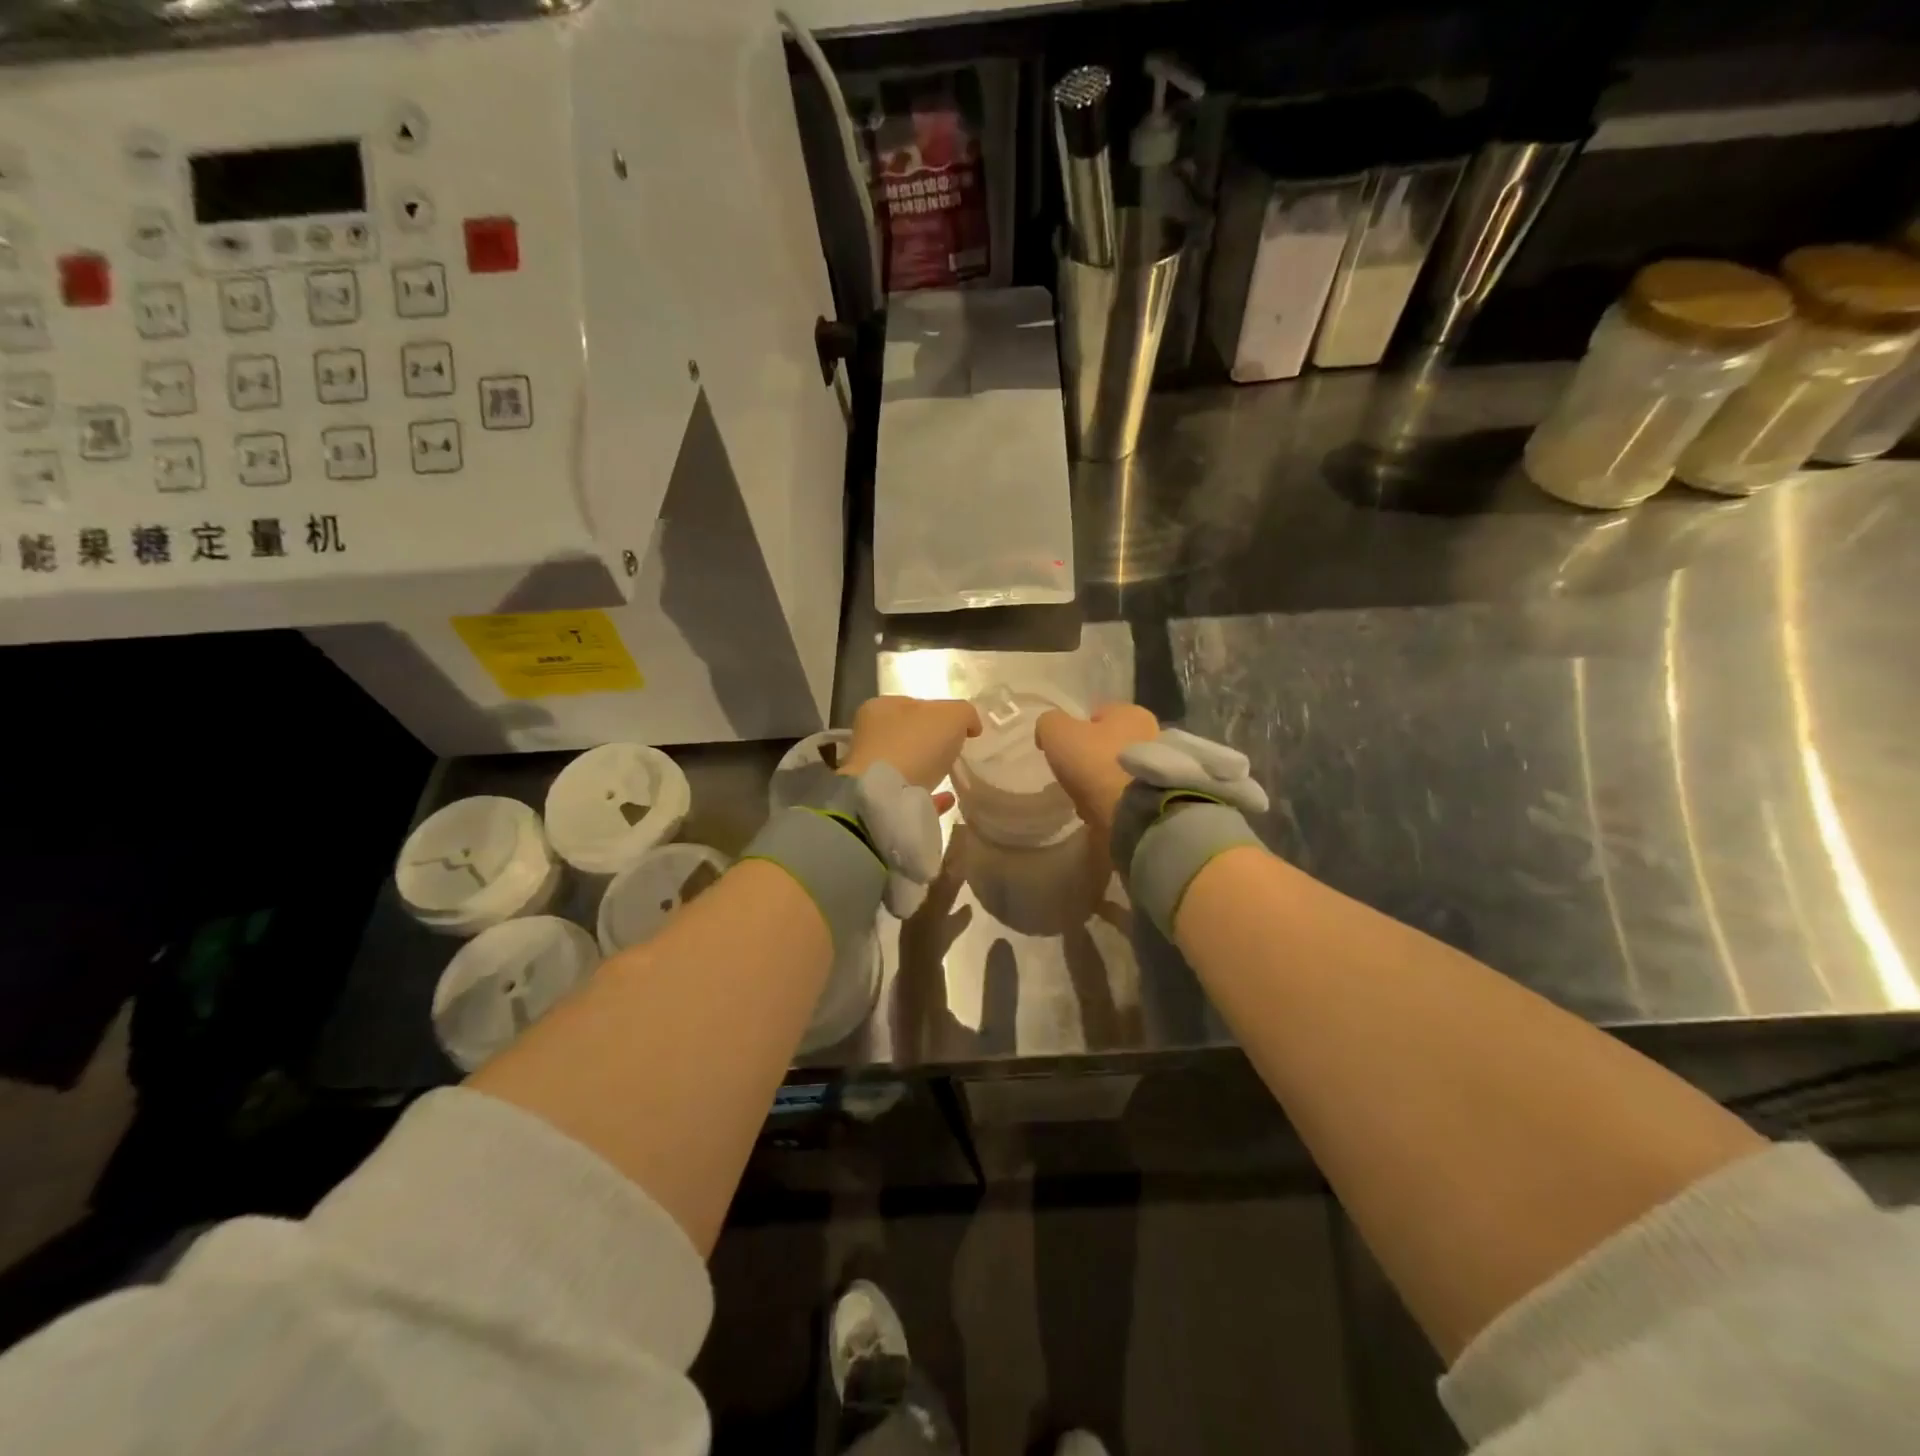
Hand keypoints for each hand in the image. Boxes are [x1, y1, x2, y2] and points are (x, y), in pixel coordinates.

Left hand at [841, 695, 981, 794]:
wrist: (886, 798)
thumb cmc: (914, 744)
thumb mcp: (952, 715)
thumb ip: (965, 714)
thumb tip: (970, 726)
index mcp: (880, 708)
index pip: (914, 704)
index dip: (939, 712)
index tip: (960, 727)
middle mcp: (870, 737)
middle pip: (909, 735)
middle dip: (932, 742)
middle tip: (957, 750)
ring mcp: (872, 771)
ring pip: (906, 765)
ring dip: (928, 768)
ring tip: (952, 774)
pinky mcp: (879, 801)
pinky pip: (910, 795)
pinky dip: (928, 795)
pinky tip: (947, 798)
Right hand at [1035, 703, 1159, 838]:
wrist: (1133, 814)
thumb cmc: (1096, 763)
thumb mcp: (1058, 732)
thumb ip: (1049, 724)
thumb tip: (1048, 733)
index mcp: (1132, 713)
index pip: (1100, 714)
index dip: (1077, 729)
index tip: (1064, 749)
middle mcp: (1152, 735)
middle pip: (1110, 744)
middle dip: (1091, 759)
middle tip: (1073, 776)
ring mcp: (1157, 770)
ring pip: (1118, 772)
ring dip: (1101, 784)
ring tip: (1085, 799)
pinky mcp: (1157, 800)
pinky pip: (1126, 797)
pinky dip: (1112, 803)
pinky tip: (1099, 813)